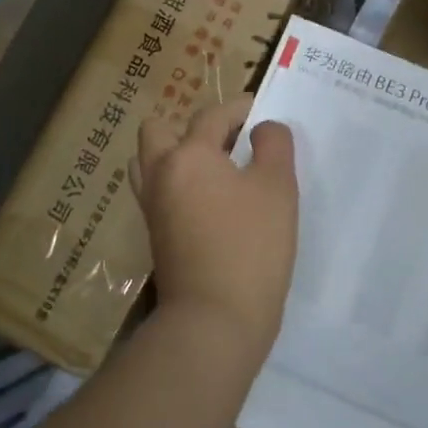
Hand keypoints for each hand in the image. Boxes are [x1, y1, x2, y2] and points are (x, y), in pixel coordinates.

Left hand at [133, 96, 298, 358]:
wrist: (215, 319)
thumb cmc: (251, 246)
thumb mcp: (277, 187)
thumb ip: (274, 145)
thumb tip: (263, 128)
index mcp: (188, 155)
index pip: (212, 115)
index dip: (240, 108)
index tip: (262, 114)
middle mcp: (160, 173)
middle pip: (159, 130)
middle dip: (193, 127)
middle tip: (229, 142)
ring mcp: (152, 206)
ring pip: (150, 161)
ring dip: (175, 154)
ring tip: (214, 168)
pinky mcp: (155, 234)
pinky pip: (157, 191)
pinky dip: (176, 182)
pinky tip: (208, 200)